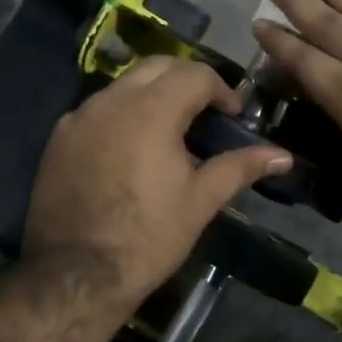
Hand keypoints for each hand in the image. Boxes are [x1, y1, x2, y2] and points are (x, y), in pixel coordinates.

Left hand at [23, 57, 291, 309]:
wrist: (76, 275)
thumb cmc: (148, 237)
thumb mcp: (201, 200)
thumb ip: (241, 167)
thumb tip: (284, 156)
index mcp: (151, 110)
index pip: (195, 74)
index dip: (222, 90)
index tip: (233, 117)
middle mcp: (112, 100)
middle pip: (157, 66)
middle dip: (187, 80)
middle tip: (206, 112)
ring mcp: (79, 117)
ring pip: (124, 85)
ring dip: (152, 94)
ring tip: (169, 131)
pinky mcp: (58, 139)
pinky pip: (97, 110)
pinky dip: (122, 115)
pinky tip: (130, 150)